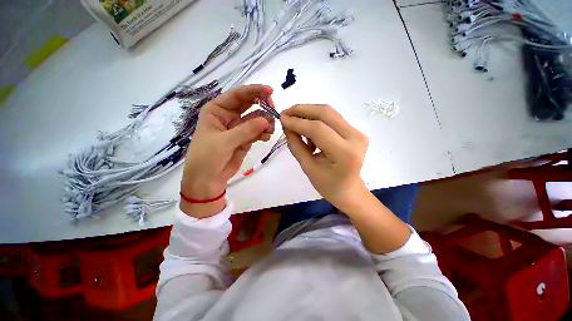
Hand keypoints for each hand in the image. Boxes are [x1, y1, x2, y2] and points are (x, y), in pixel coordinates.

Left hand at [180, 84, 274, 216]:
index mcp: (217, 110)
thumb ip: (245, 130)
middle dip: (262, 105)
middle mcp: (228, 116)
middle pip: (249, 105)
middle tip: (273, 110)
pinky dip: (264, 133)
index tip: (270, 91)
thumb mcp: (224, 142)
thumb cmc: (207, 157)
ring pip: (256, 119)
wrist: (207, 180)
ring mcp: (238, 128)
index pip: (237, 96)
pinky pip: (258, 132)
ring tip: (269, 130)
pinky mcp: (245, 139)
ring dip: (265, 122)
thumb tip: (266, 120)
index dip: (253, 91)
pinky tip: (266, 137)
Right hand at [280, 104, 368, 208]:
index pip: (318, 129)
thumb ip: (296, 144)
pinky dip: (316, 120)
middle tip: (286, 113)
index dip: (297, 122)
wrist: (348, 189)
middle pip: (325, 114)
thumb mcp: (307, 167)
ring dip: (308, 114)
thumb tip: (287, 125)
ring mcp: (357, 132)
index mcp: (344, 153)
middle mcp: (355, 138)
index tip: (282, 118)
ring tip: (295, 125)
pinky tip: (309, 132)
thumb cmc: (327, 185)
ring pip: (328, 113)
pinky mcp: (355, 131)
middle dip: (302, 110)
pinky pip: (332, 119)